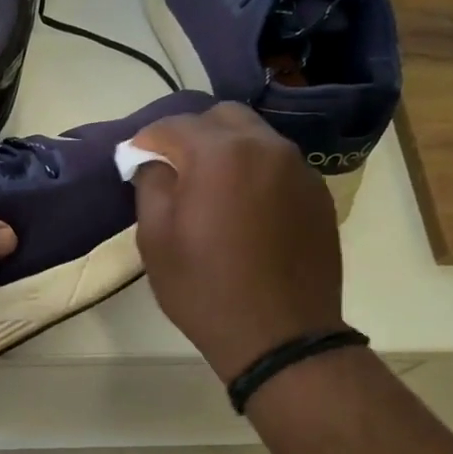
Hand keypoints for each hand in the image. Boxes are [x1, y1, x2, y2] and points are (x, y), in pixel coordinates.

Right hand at [131, 103, 343, 379]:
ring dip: (226, 151)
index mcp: (220, 154)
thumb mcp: (156, 240)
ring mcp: (299, 168)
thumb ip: (150, 185)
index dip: (146, 140)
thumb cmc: (206, 289)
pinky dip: (254, 172)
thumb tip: (154, 162)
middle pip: (221, 117)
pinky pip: (278, 164)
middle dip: (191, 135)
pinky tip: (244, 209)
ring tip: (210, 190)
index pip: (172, 125)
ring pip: (254, 137)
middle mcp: (266, 147)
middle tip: (173, 169)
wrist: (281, 336)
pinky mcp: (318, 193)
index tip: (134, 161)